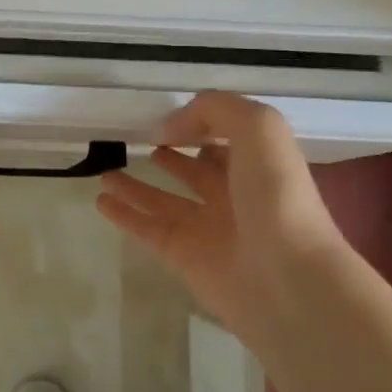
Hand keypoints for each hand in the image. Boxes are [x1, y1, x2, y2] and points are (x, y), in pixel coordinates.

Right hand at [97, 92, 341, 342]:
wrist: (289, 281)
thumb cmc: (277, 196)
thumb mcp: (258, 127)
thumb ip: (214, 110)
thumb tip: (168, 128)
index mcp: (257, 164)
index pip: (225, 138)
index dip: (200, 124)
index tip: (167, 118)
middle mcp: (234, 195)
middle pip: (195, 170)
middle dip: (171, 155)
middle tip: (135, 143)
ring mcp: (208, 229)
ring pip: (164, 200)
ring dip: (136, 185)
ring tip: (105, 170)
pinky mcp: (185, 257)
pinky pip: (148, 229)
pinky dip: (125, 215)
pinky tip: (101, 200)